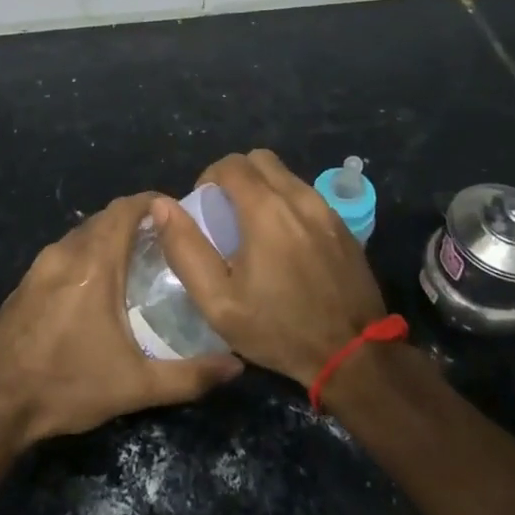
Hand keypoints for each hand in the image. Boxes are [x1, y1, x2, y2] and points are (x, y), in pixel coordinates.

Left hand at [0, 194, 242, 449]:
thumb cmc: (66, 385)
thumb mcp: (134, 387)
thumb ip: (189, 376)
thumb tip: (236, 366)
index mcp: (93, 264)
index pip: (125, 209)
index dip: (152, 202)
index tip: (178, 213)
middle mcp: (64, 253)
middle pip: (104, 218)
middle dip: (135, 221)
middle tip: (166, 242)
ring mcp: (39, 267)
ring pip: (81, 235)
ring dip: (109, 238)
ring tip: (138, 262)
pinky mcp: (24, 284)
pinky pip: (64, 254)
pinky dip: (87, 255)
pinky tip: (98, 288)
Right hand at [154, 149, 386, 385]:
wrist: (353, 355)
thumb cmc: (279, 329)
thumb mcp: (218, 302)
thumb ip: (186, 249)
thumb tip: (161, 206)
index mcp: (266, 210)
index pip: (231, 164)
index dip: (209, 177)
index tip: (204, 207)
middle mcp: (300, 198)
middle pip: (261, 160)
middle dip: (237, 176)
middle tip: (226, 213)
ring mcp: (327, 210)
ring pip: (287, 176)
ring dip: (264, 189)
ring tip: (254, 230)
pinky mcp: (345, 226)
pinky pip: (308, 197)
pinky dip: (288, 204)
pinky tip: (285, 243)